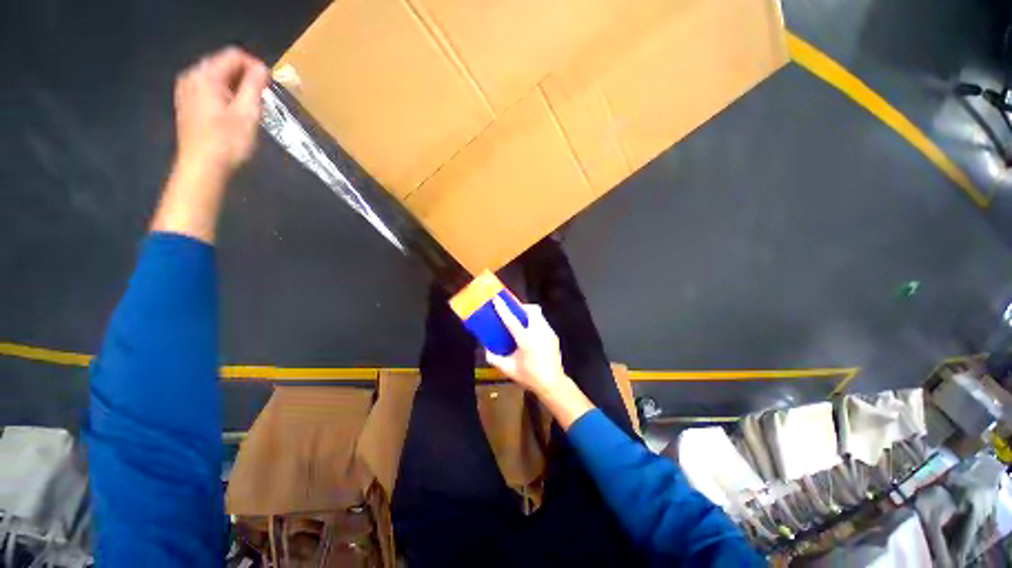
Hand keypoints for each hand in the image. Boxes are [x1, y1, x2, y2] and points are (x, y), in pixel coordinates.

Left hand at [173, 47, 268, 177]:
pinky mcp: (187, 103)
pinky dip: (225, 95)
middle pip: (224, 65)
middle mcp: (192, 76)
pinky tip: (233, 114)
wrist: (202, 168)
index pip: (234, 55)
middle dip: (246, 78)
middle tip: (261, 101)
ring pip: (218, 78)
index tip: (269, 87)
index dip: (255, 67)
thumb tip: (262, 68)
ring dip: (237, 88)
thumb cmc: (227, 142)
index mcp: (205, 75)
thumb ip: (255, 86)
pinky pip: (210, 89)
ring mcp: (186, 90)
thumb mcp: (247, 113)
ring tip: (249, 110)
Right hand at [485, 296, 594, 429]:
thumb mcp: (508, 369)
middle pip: (532, 310)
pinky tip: (531, 335)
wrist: (553, 384)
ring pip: (539, 315)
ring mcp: (549, 333)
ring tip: (522, 323)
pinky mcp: (554, 336)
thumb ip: (494, 358)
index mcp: (526, 340)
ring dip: (529, 315)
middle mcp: (539, 332)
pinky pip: (543, 323)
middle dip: (522, 307)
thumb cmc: (529, 376)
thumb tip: (486, 349)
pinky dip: (535, 323)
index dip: (503, 309)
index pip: (512, 320)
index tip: (497, 299)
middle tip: (514, 312)